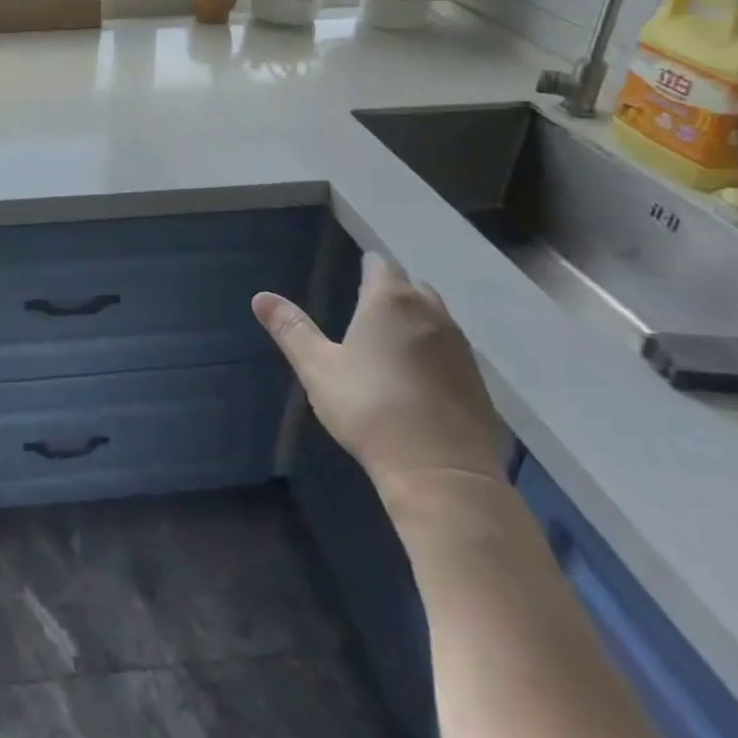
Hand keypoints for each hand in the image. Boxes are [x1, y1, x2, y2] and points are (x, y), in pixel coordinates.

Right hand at [252, 252, 506, 493]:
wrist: (441, 472)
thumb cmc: (369, 408)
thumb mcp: (317, 367)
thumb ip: (291, 328)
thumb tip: (260, 296)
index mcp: (389, 301)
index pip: (380, 265)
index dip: (366, 268)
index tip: (355, 278)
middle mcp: (430, 313)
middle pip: (413, 286)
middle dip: (393, 291)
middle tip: (367, 310)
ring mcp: (460, 348)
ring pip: (436, 317)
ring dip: (416, 321)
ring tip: (391, 342)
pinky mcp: (478, 382)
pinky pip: (452, 350)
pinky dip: (434, 352)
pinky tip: (418, 378)